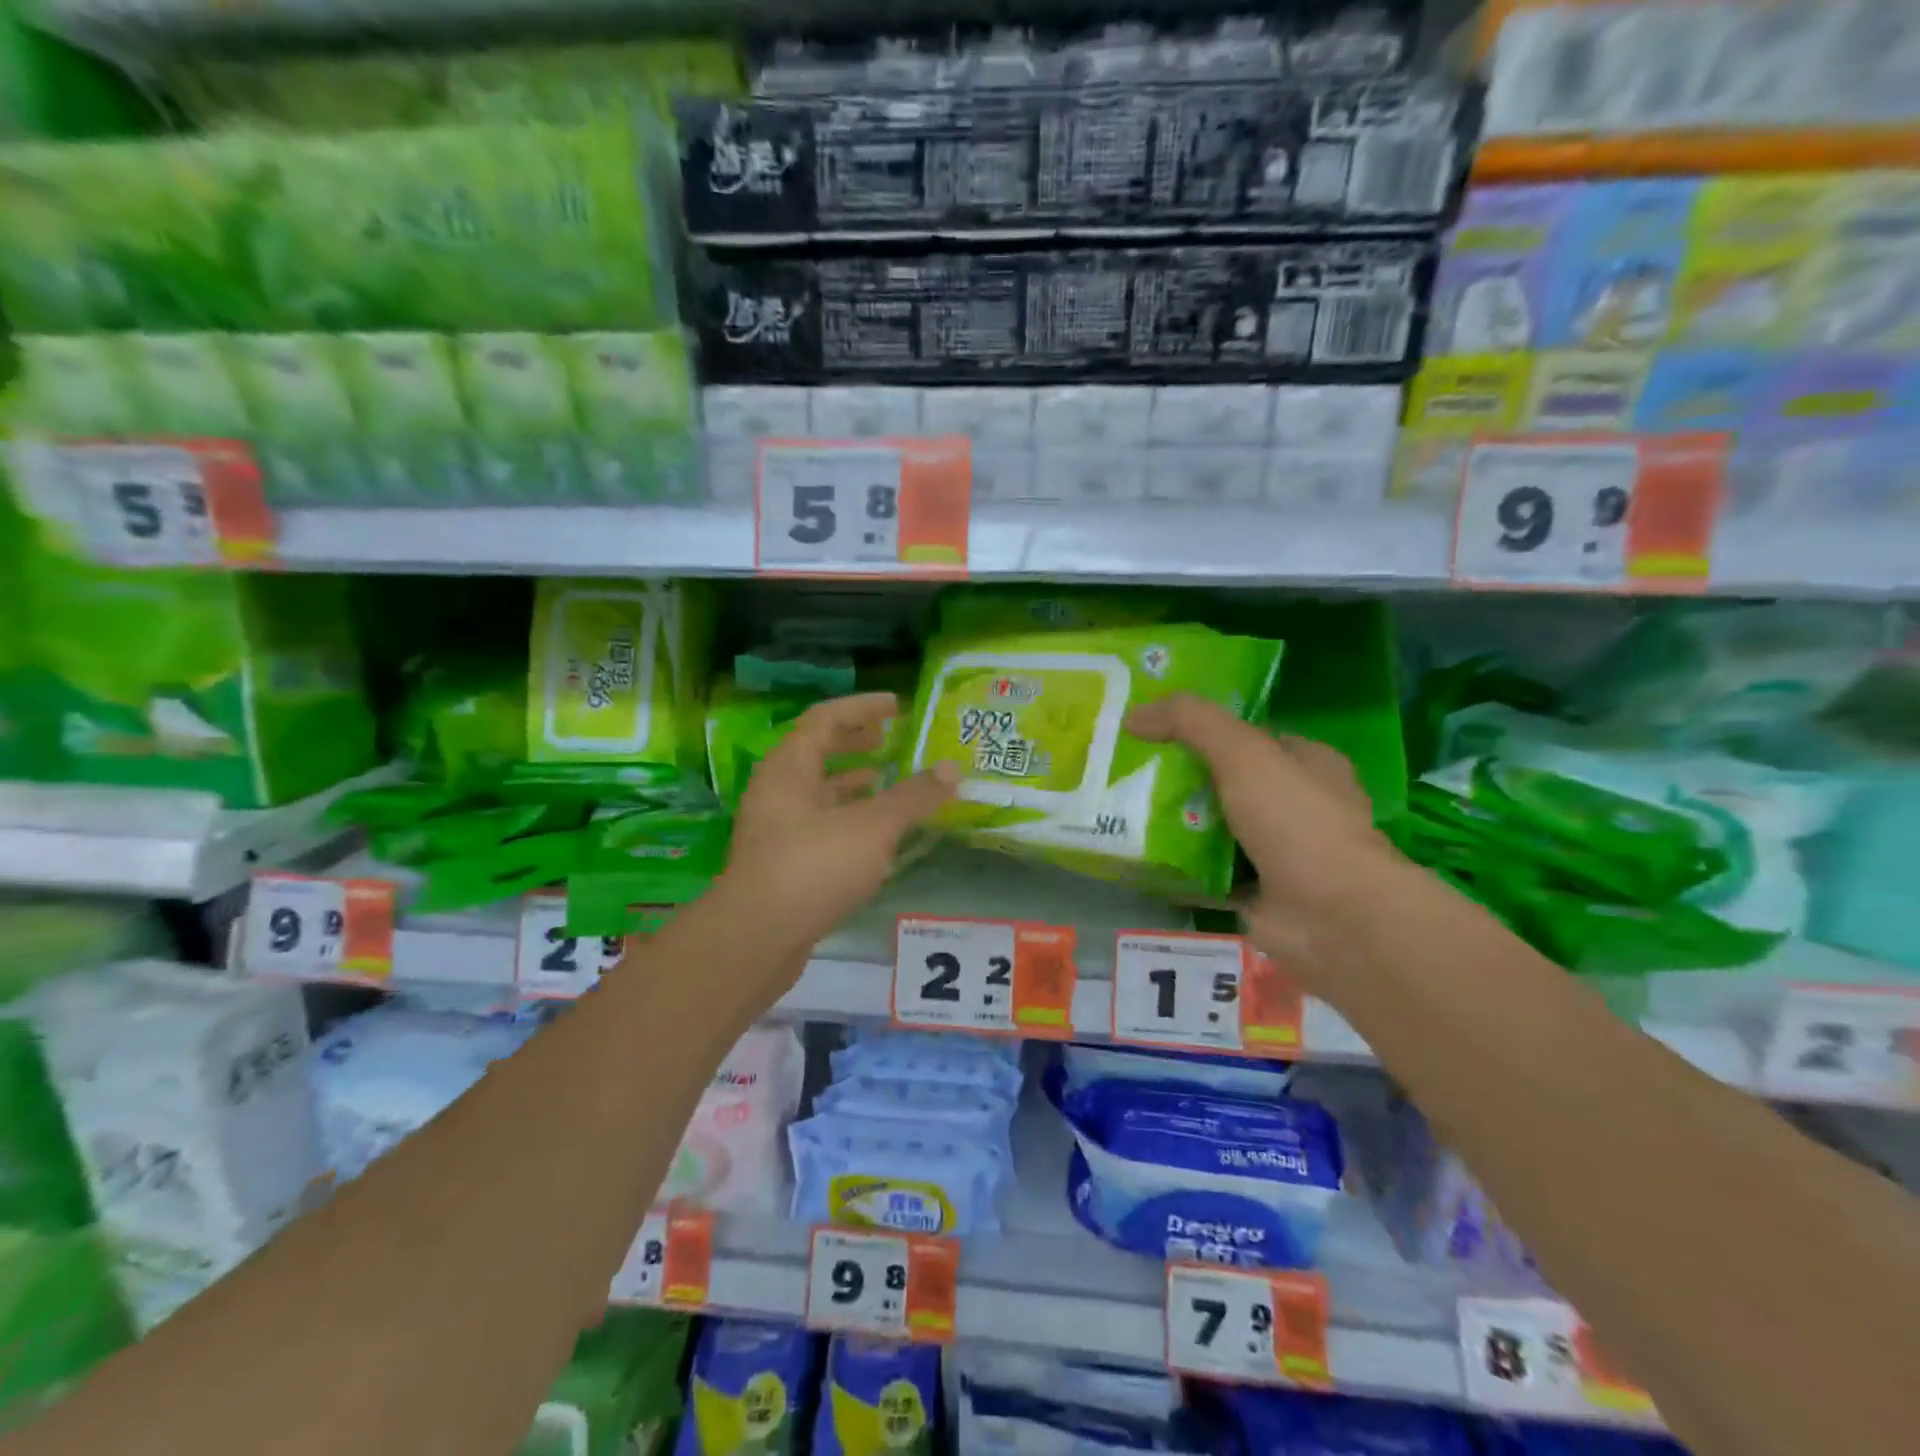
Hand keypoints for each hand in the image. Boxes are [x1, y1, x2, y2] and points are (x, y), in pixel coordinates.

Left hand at [722, 692, 956, 955]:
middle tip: (890, 741)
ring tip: (885, 781)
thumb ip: (913, 797)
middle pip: (816, 752)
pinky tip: (873, 834)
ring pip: (817, 791)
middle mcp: (776, 790)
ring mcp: (774, 828)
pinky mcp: (780, 862)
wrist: (757, 938)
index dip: (862, 707)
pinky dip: (847, 817)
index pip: (825, 718)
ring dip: (851, 782)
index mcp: (789, 767)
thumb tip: (952, 769)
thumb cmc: (813, 867)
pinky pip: (818, 823)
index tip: (896, 706)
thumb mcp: (872, 827)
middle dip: (855, 742)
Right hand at [1125, 694, 1392, 974]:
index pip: (1249, 738)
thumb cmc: (1297, 821)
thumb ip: (1191, 722)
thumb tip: (1135, 715)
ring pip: (1215, 830)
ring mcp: (1279, 854)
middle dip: (1182, 781)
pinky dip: (1177, 869)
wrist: (1333, 917)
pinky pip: (1206, 874)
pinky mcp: (1256, 894)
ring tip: (1123, 812)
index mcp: (1308, 765)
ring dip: (1176, 826)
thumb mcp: (1243, 753)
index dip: (1205, 731)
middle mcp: (1297, 806)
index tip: (1155, 732)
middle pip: (1227, 784)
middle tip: (1130, 773)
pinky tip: (1138, 859)